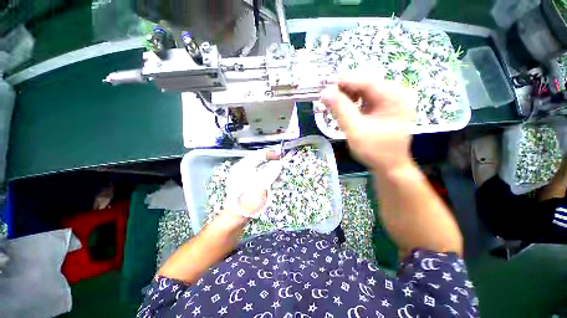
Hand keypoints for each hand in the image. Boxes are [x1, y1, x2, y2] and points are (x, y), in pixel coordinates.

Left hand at [225, 149, 281, 217]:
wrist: (238, 217)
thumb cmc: (248, 199)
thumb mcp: (261, 183)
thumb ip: (271, 171)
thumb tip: (278, 164)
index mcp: (244, 166)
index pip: (259, 154)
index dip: (271, 154)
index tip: (281, 157)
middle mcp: (243, 170)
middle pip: (261, 162)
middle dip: (273, 165)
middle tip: (282, 168)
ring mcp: (245, 178)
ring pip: (262, 170)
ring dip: (272, 172)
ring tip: (279, 177)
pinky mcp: (249, 185)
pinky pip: (260, 178)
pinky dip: (268, 179)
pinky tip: (274, 183)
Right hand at [320, 78, 416, 172]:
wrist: (389, 166)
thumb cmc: (375, 151)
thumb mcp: (355, 130)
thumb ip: (340, 109)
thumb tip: (325, 92)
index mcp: (395, 97)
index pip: (366, 81)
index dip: (344, 82)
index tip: (324, 85)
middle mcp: (397, 94)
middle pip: (365, 85)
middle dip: (344, 91)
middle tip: (327, 98)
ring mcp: (392, 100)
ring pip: (363, 92)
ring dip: (347, 97)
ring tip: (333, 106)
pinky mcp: (385, 107)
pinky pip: (365, 100)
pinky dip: (352, 104)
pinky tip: (344, 110)